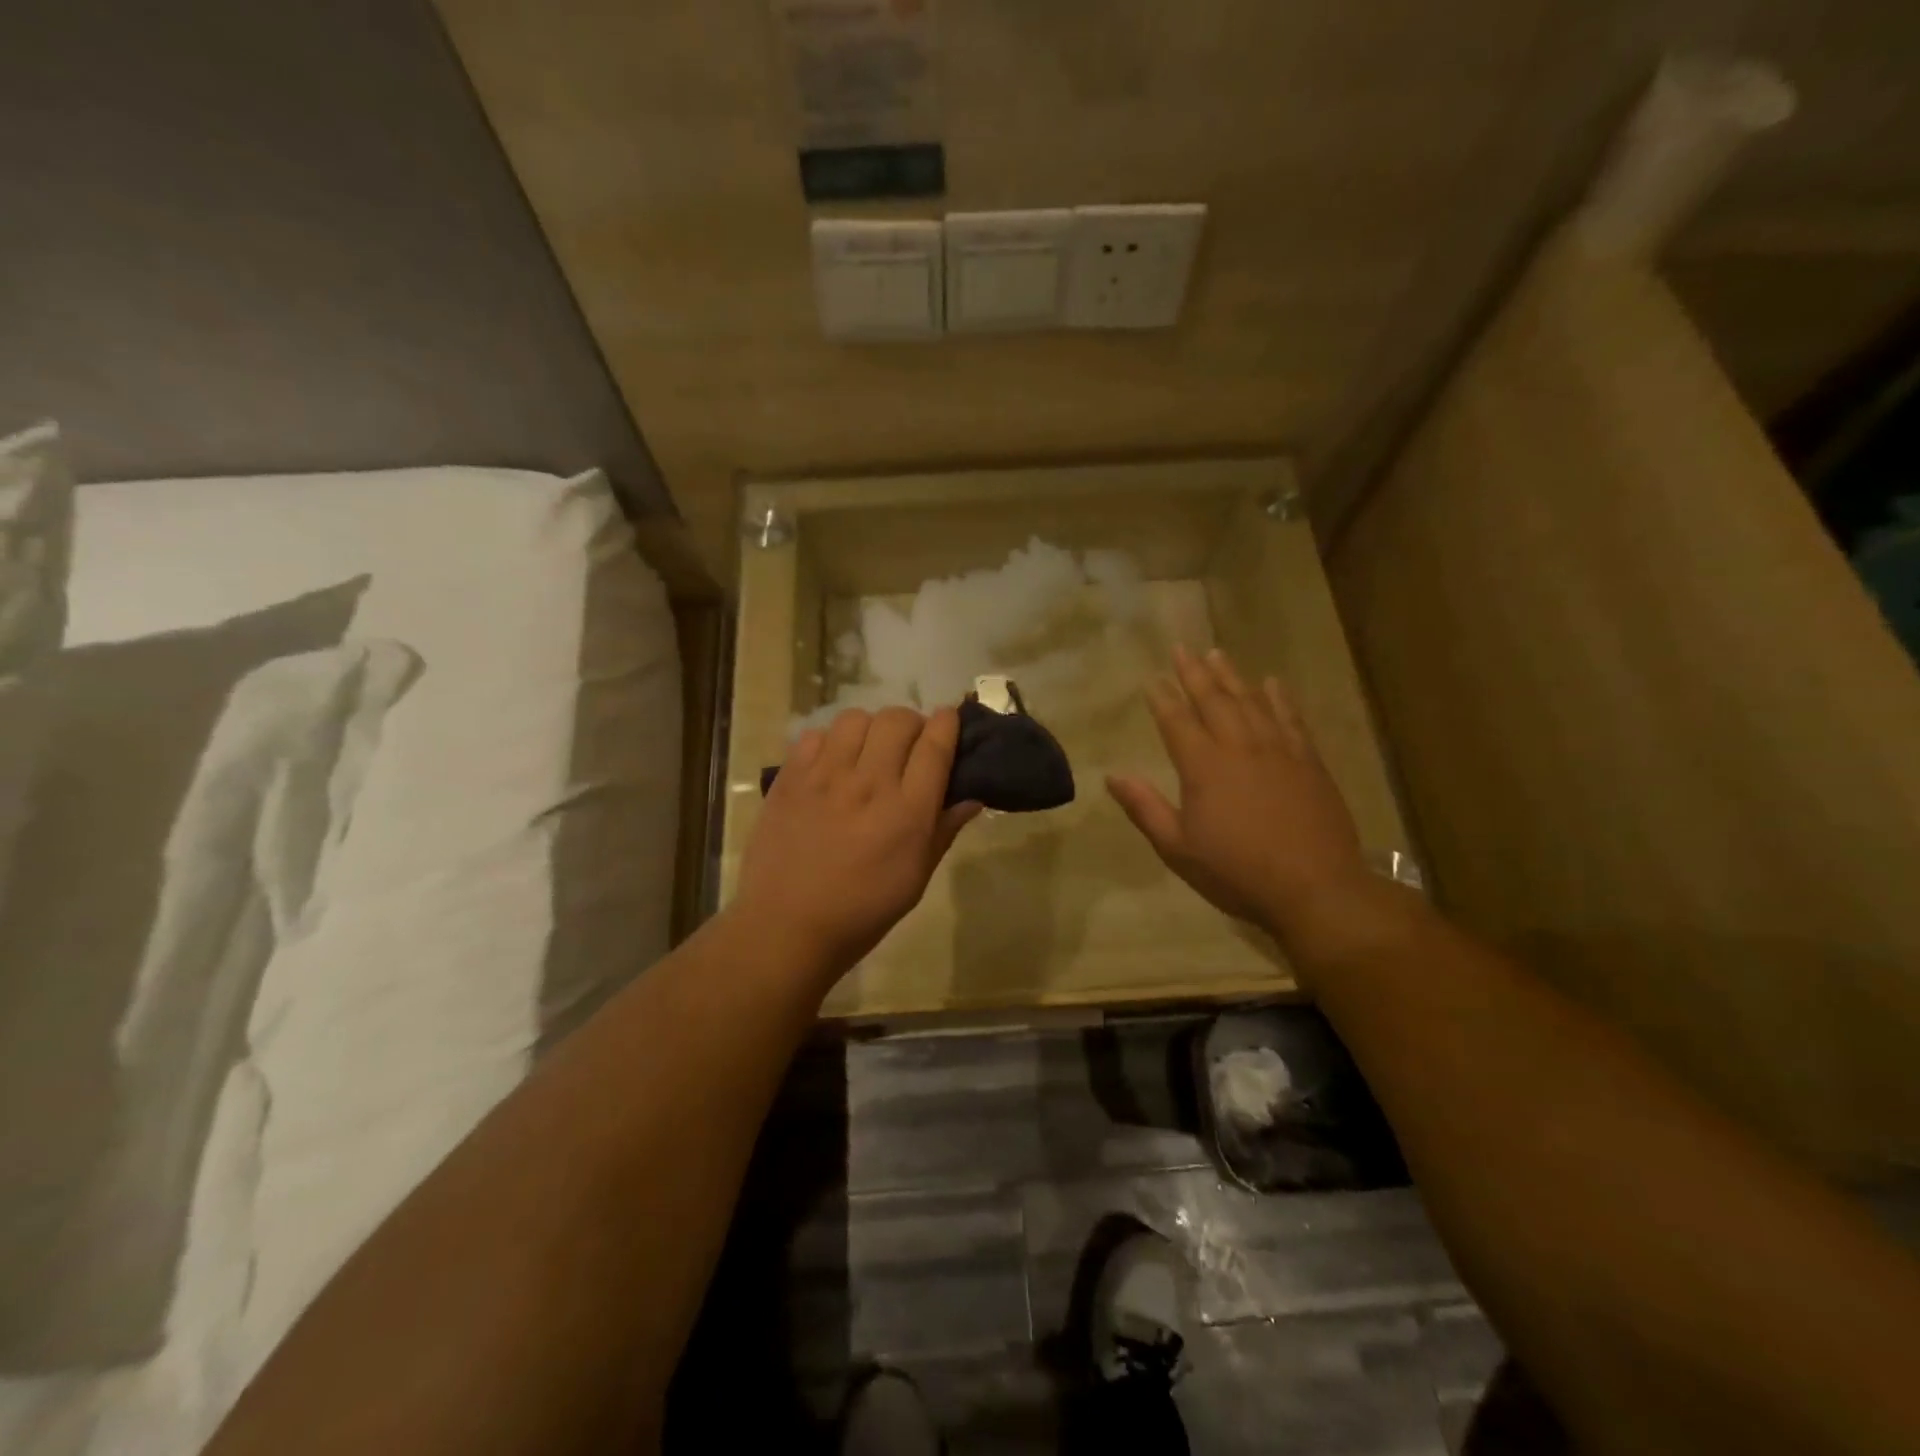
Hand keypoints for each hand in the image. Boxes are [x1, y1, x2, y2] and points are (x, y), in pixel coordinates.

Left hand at [736, 706, 980, 982]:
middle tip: (910, 745)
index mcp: (907, 811)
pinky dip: (830, 741)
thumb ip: (944, 830)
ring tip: (868, 751)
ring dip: (871, 729)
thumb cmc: (862, 910)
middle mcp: (869, 783)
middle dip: (913, 723)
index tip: (951, 718)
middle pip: (898, 720)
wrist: (786, 926)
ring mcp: (825, 776)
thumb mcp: (916, 878)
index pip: (935, 745)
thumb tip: (972, 797)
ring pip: (856, 719)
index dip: (948, 723)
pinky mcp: (790, 777)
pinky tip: (831, 765)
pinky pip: (815, 735)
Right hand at [1106, 646, 1382, 953]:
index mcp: (1203, 767)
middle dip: (1194, 673)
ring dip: (1232, 676)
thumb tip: (1112, 776)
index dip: (1162, 698)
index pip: (1176, 721)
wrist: (1315, 889)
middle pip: (1214, 700)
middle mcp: (1239, 747)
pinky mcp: (1309, 761)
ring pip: (1251, 701)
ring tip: (1217, 654)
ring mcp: (1279, 750)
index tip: (1151, 679)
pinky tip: (1272, 682)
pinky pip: (1291, 718)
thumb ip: (1145, 808)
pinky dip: (1280, 697)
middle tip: (1181, 649)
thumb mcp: (1178, 848)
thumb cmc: (1237, 872)